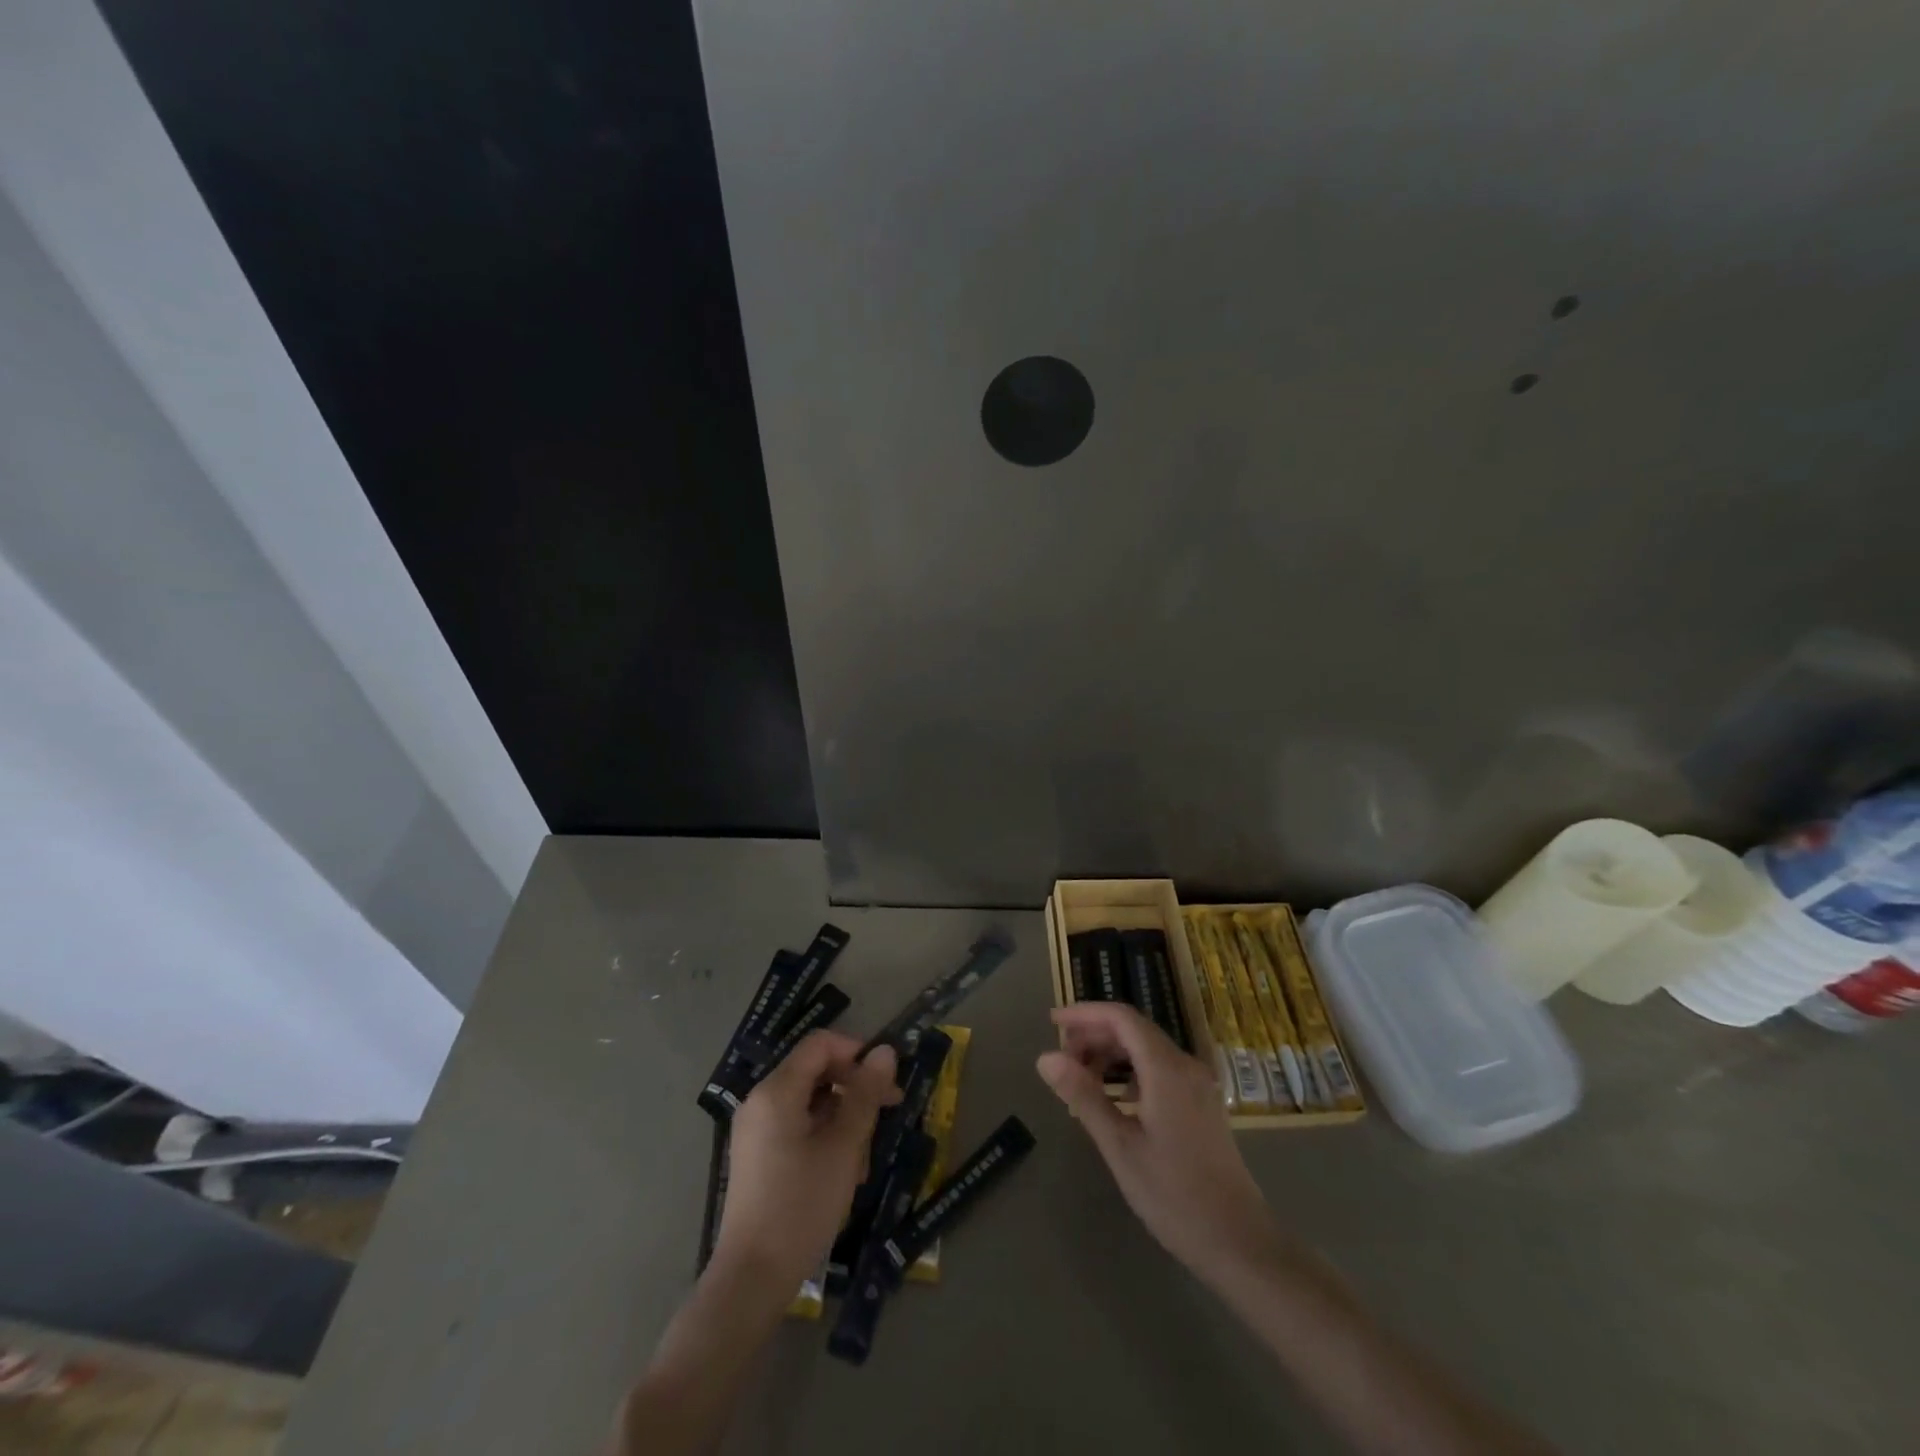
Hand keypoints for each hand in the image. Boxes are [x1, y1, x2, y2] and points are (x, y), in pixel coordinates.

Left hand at [715, 1032, 898, 1295]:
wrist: (753, 1278)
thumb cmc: (801, 1205)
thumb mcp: (844, 1147)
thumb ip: (865, 1094)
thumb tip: (885, 1051)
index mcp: (776, 1091)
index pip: (820, 1044)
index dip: (856, 1052)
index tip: (884, 1081)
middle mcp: (760, 1100)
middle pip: (815, 1070)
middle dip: (853, 1087)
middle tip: (886, 1113)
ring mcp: (756, 1129)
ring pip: (810, 1101)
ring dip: (842, 1117)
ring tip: (863, 1156)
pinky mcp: (758, 1154)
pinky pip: (797, 1125)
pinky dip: (824, 1135)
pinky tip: (843, 1170)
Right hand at [1037, 1003, 1279, 1287]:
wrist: (1239, 1242)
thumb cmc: (1174, 1195)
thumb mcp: (1120, 1146)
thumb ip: (1083, 1096)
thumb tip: (1045, 1058)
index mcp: (1167, 1069)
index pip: (1122, 1018)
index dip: (1085, 1013)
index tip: (1052, 1022)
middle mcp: (1186, 1066)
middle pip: (1134, 1030)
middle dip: (1094, 1034)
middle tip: (1061, 1058)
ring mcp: (1198, 1085)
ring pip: (1147, 1049)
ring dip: (1111, 1053)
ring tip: (1080, 1077)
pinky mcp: (1202, 1104)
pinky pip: (1160, 1069)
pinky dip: (1130, 1070)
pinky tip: (1114, 1096)